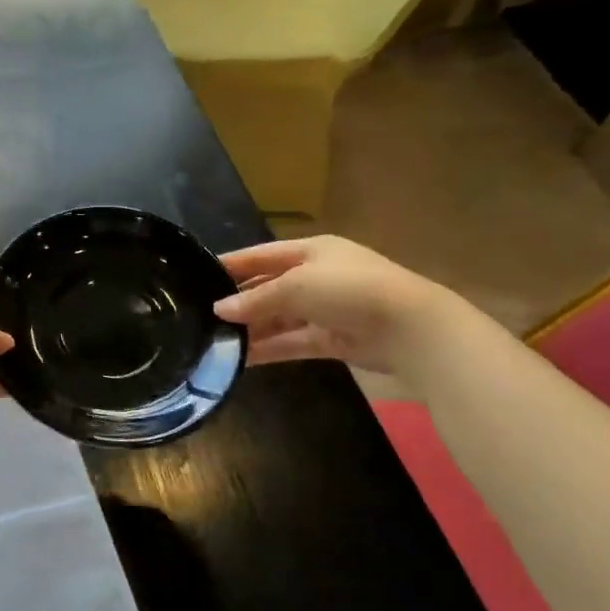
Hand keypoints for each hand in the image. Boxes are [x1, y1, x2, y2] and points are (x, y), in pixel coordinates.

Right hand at [214, 236, 449, 374]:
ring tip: (215, 341)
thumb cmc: (350, 290)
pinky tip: (241, 358)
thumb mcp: (296, 287)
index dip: (231, 264)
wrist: (412, 329)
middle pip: (268, 287)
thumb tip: (219, 310)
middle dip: (239, 301)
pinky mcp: (332, 339)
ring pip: (278, 318)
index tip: (198, 276)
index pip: (261, 255)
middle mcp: (316, 277)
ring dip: (251, 329)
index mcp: (310, 251)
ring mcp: (325, 309)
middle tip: (201, 315)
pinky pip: (292, 342)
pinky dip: (269, 349)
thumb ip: (256, 299)